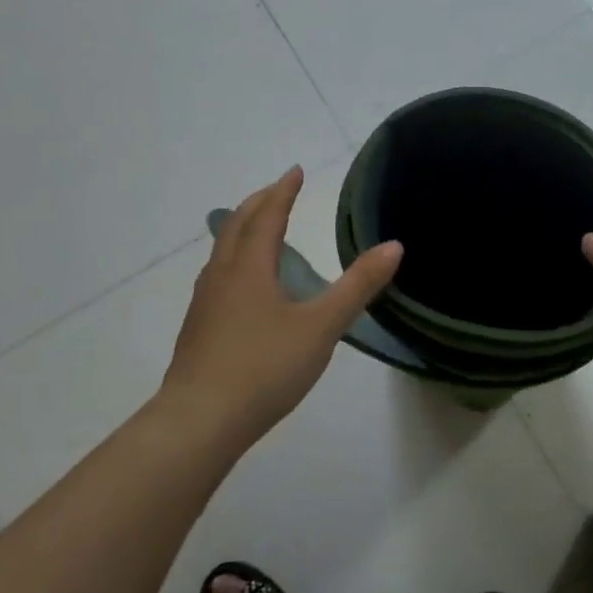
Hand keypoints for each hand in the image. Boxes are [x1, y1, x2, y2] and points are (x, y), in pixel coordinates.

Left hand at [160, 166, 402, 446]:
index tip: (296, 170)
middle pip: (236, 225)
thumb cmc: (264, 368)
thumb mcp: (321, 327)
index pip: (268, 216)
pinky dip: (235, 259)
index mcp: (249, 267)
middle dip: (259, 203)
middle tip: (279, 191)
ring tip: (261, 231)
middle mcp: (221, 275)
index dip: (283, 191)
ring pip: (222, 250)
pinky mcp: (198, 328)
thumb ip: (357, 286)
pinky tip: (244, 287)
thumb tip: (394, 246)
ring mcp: (204, 302)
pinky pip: (217, 275)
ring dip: (242, 230)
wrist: (199, 421)